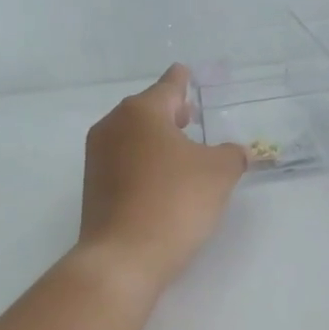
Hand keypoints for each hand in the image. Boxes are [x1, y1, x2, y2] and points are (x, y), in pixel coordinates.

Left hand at [76, 65, 248, 293]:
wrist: (123, 257)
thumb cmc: (174, 203)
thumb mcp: (218, 174)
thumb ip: (231, 155)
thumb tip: (234, 153)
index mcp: (141, 112)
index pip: (168, 86)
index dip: (183, 79)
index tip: (186, 72)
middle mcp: (112, 126)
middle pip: (146, 110)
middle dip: (170, 112)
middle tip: (190, 115)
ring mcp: (97, 158)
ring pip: (133, 137)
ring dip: (157, 140)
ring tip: (182, 151)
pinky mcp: (94, 188)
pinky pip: (125, 163)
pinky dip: (145, 163)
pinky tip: (163, 181)